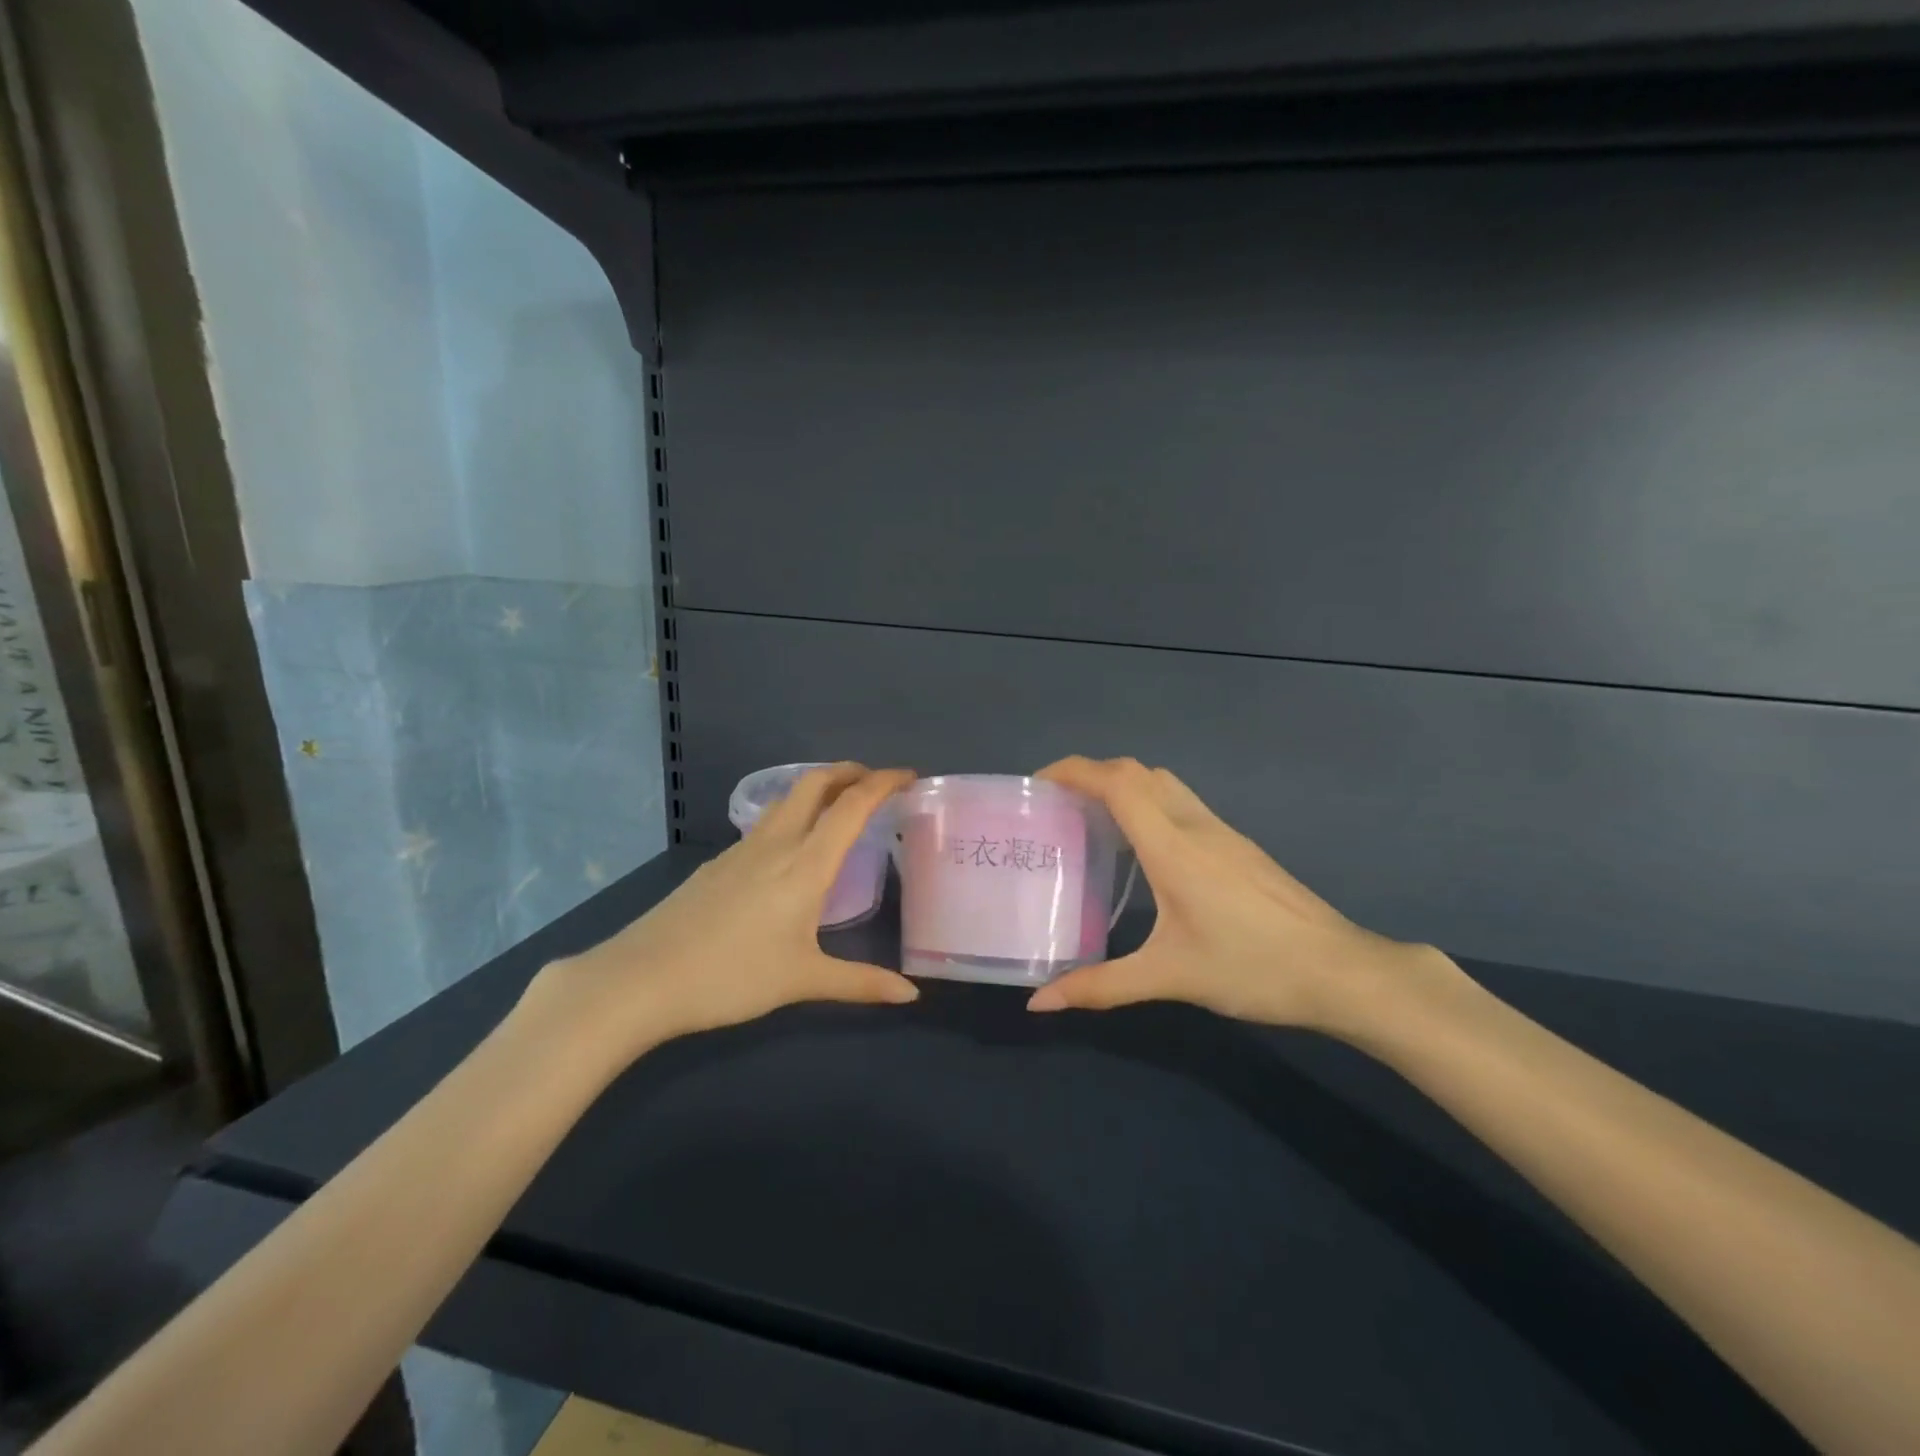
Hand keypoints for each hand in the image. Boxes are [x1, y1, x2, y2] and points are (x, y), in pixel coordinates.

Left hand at [523, 764, 919, 1067]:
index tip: (909, 775)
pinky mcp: (716, 864)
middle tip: (875, 782)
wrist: (642, 979)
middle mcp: (775, 843)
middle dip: (848, 772)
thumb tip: (910, 994)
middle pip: (814, 784)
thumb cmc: (732, 976)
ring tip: (838, 809)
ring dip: (818, 791)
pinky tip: (789, 853)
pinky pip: (764, 825)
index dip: (883, 782)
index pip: (852, 805)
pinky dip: (791, 817)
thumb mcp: (803, 980)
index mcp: (805, 863)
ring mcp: (740, 850)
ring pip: (786, 801)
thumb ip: (860, 983)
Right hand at [1025, 757, 1462, 1036]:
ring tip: (1089, 819)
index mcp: (1172, 845)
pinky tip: (1139, 848)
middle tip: (1057, 805)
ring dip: (1122, 785)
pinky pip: (1180, 802)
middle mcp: (1194, 824)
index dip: (1073, 770)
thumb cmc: (1252, 967)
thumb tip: (1038, 1003)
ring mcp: (1221, 830)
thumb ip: (1099, 986)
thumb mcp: (1169, 977)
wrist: (1340, 970)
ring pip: (1162, 782)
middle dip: (1091, 774)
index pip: (1117, 782)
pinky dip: (1147, 803)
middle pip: (1136, 771)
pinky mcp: (1237, 844)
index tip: (1037, 784)